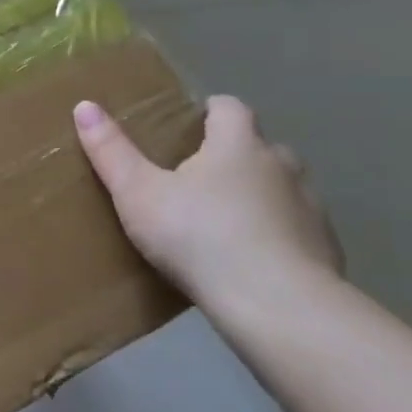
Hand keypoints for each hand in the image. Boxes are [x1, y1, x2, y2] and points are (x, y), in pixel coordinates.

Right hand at [72, 94, 341, 302]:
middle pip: (259, 147)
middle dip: (233, 156)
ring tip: (223, 222)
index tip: (189, 125)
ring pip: (282, 189)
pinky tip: (252, 261)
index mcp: (238, 145)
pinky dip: (276, 235)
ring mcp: (310, 208)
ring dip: (259, 196)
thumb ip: (112, 151)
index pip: (230, 108)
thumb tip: (84, 105)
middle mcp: (281, 166)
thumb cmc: (200, 237)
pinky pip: (296, 230)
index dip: (210, 111)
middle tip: (197, 178)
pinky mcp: (326, 249)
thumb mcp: (138, 194)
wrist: (277, 306)